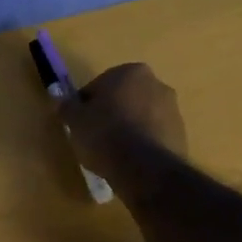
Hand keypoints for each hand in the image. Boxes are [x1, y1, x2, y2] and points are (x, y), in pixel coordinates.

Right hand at [57, 62, 187, 190]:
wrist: (144, 168)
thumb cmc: (105, 134)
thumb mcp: (75, 120)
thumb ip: (67, 106)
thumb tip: (59, 99)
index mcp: (131, 72)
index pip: (100, 85)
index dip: (87, 104)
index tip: (80, 123)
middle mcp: (157, 84)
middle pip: (124, 98)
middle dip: (112, 112)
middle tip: (95, 136)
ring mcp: (173, 110)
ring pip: (141, 116)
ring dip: (129, 128)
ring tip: (113, 153)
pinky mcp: (182, 135)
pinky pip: (154, 135)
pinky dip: (143, 143)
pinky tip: (130, 161)